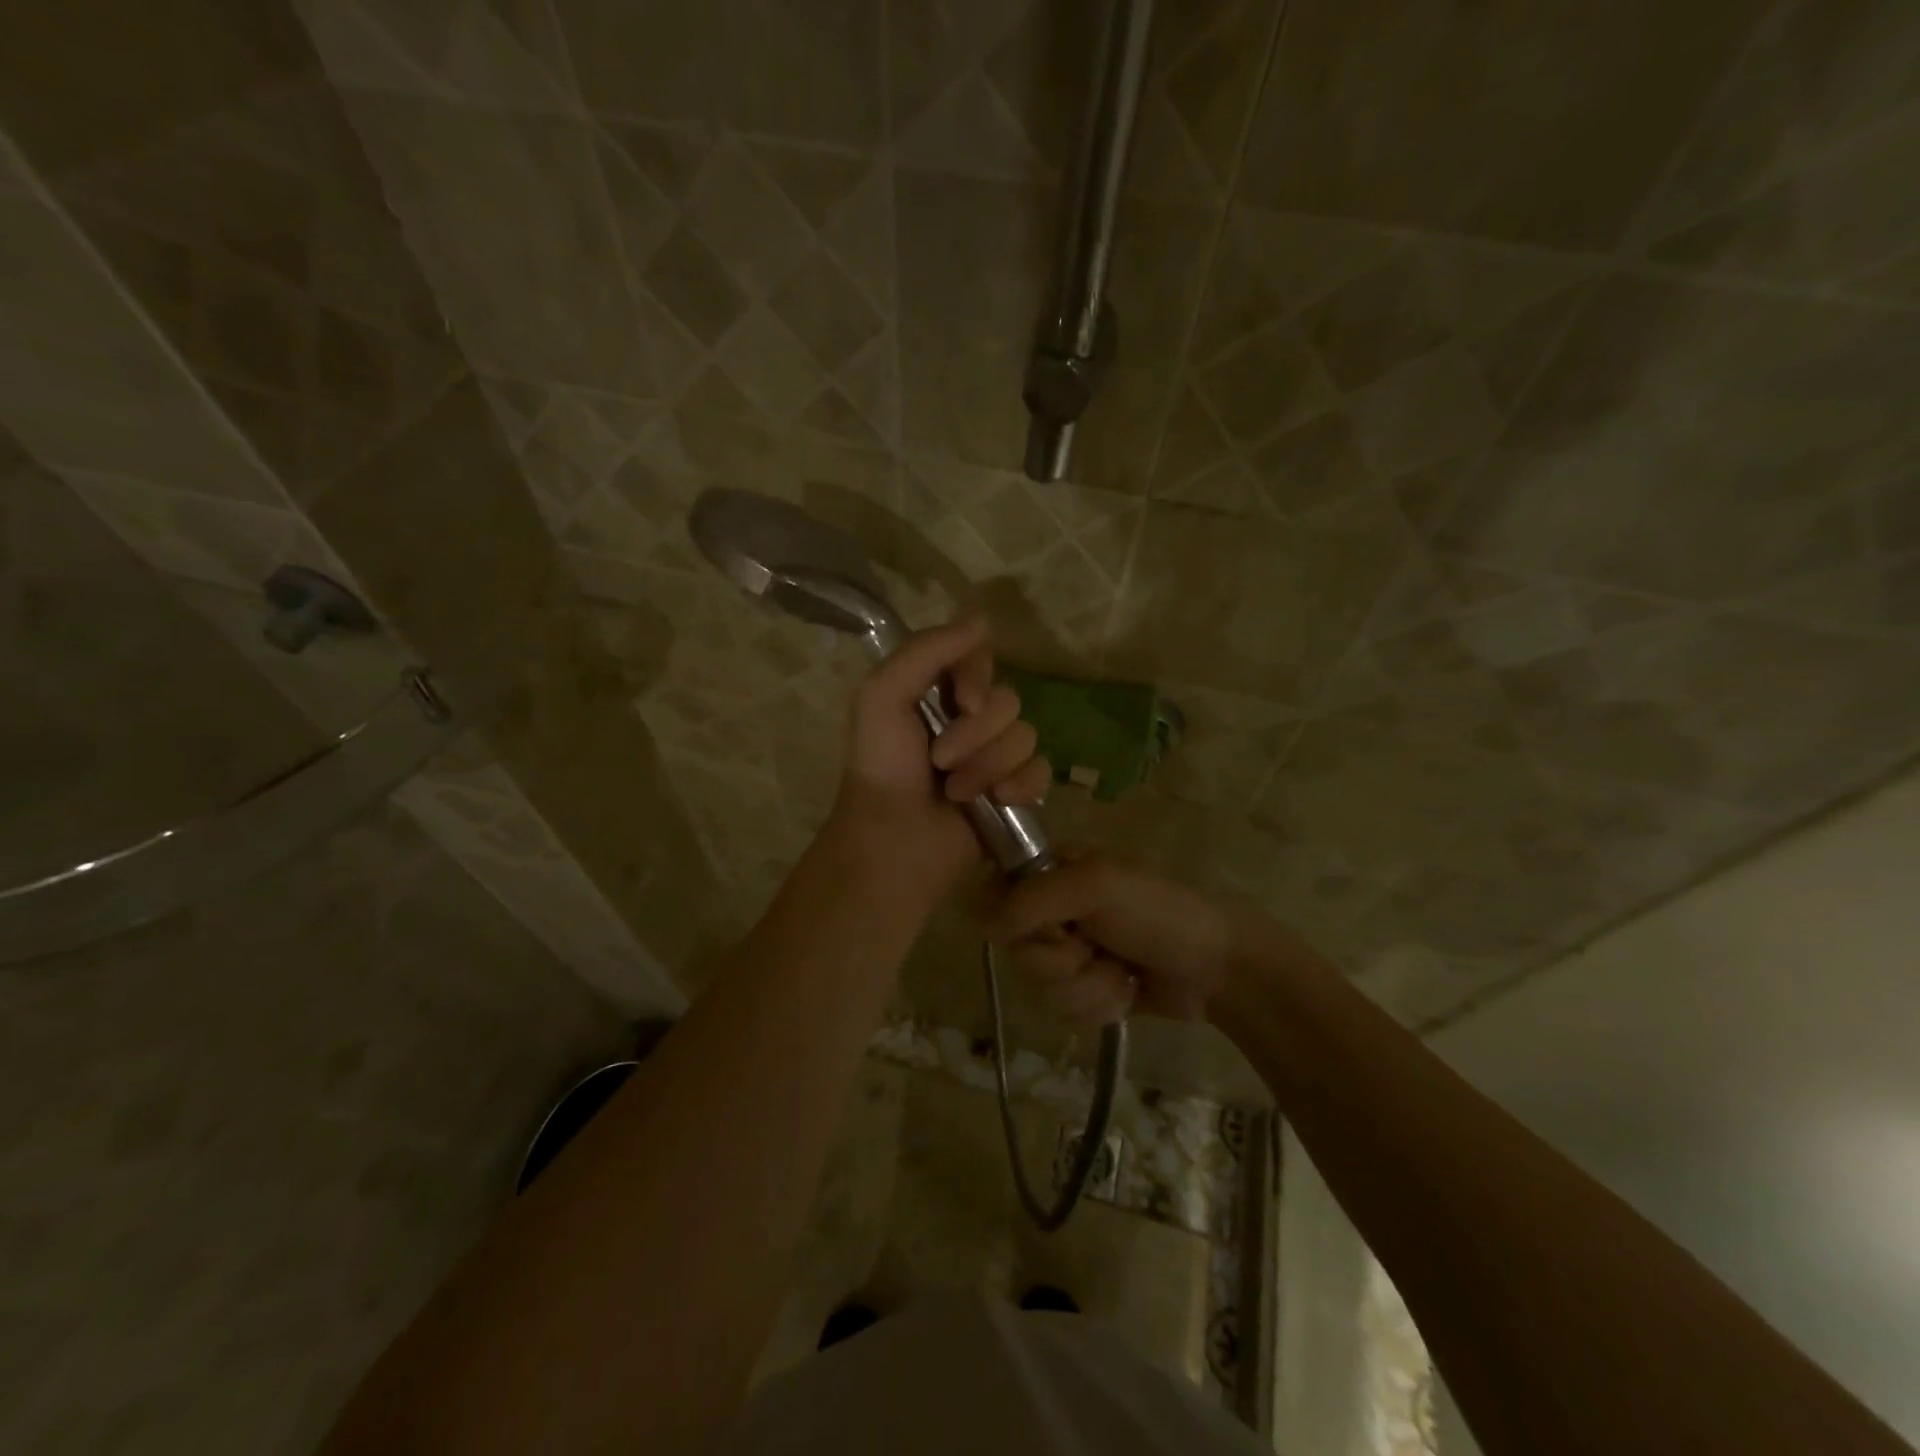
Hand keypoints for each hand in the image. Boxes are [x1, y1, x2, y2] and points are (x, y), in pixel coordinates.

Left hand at [828, 617, 1050, 898]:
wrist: (895, 840)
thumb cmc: (883, 766)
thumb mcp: (883, 695)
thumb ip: (927, 650)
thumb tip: (983, 620)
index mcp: (938, 692)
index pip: (981, 660)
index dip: (976, 678)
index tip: (961, 701)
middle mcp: (970, 720)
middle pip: (1008, 701)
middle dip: (976, 734)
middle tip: (940, 761)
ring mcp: (995, 757)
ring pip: (1026, 736)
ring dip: (989, 766)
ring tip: (957, 792)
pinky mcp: (1014, 792)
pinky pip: (1041, 771)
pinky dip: (1020, 786)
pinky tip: (998, 801)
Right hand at [981, 857, 1264, 1026]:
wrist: (1218, 966)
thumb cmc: (1158, 911)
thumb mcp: (1096, 887)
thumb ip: (1033, 899)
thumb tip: (978, 923)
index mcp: (1050, 872)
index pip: (996, 898)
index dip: (1017, 921)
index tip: (1052, 924)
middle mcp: (1053, 911)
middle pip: (1018, 952)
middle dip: (1061, 961)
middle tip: (1096, 946)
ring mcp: (1070, 953)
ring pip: (1040, 987)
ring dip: (1086, 986)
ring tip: (1120, 971)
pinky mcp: (1086, 990)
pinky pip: (1064, 1011)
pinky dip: (1099, 1006)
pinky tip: (1126, 991)